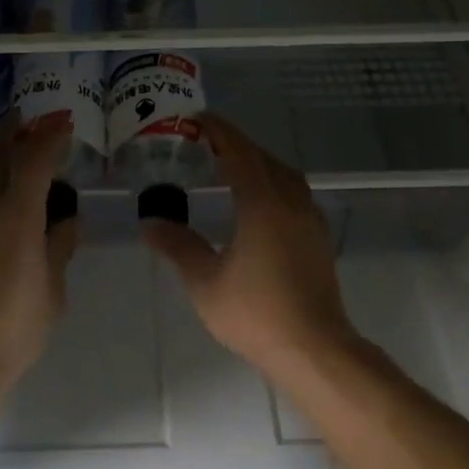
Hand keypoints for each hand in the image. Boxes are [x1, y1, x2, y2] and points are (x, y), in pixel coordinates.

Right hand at [140, 113, 357, 375]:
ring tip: (231, 165)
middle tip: (207, 141)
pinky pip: (294, 192)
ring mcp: (309, 219)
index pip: (239, 153)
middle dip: (236, 144)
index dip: (219, 131)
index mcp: (263, 204)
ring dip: (258, 161)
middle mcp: (290, 202)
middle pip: (263, 158)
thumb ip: (178, 246)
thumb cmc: (257, 314)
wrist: (315, 349)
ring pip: (284, 174)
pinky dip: (273, 181)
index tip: (198, 119)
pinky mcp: (318, 237)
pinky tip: (259, 200)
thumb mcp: (206, 282)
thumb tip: (150, 221)